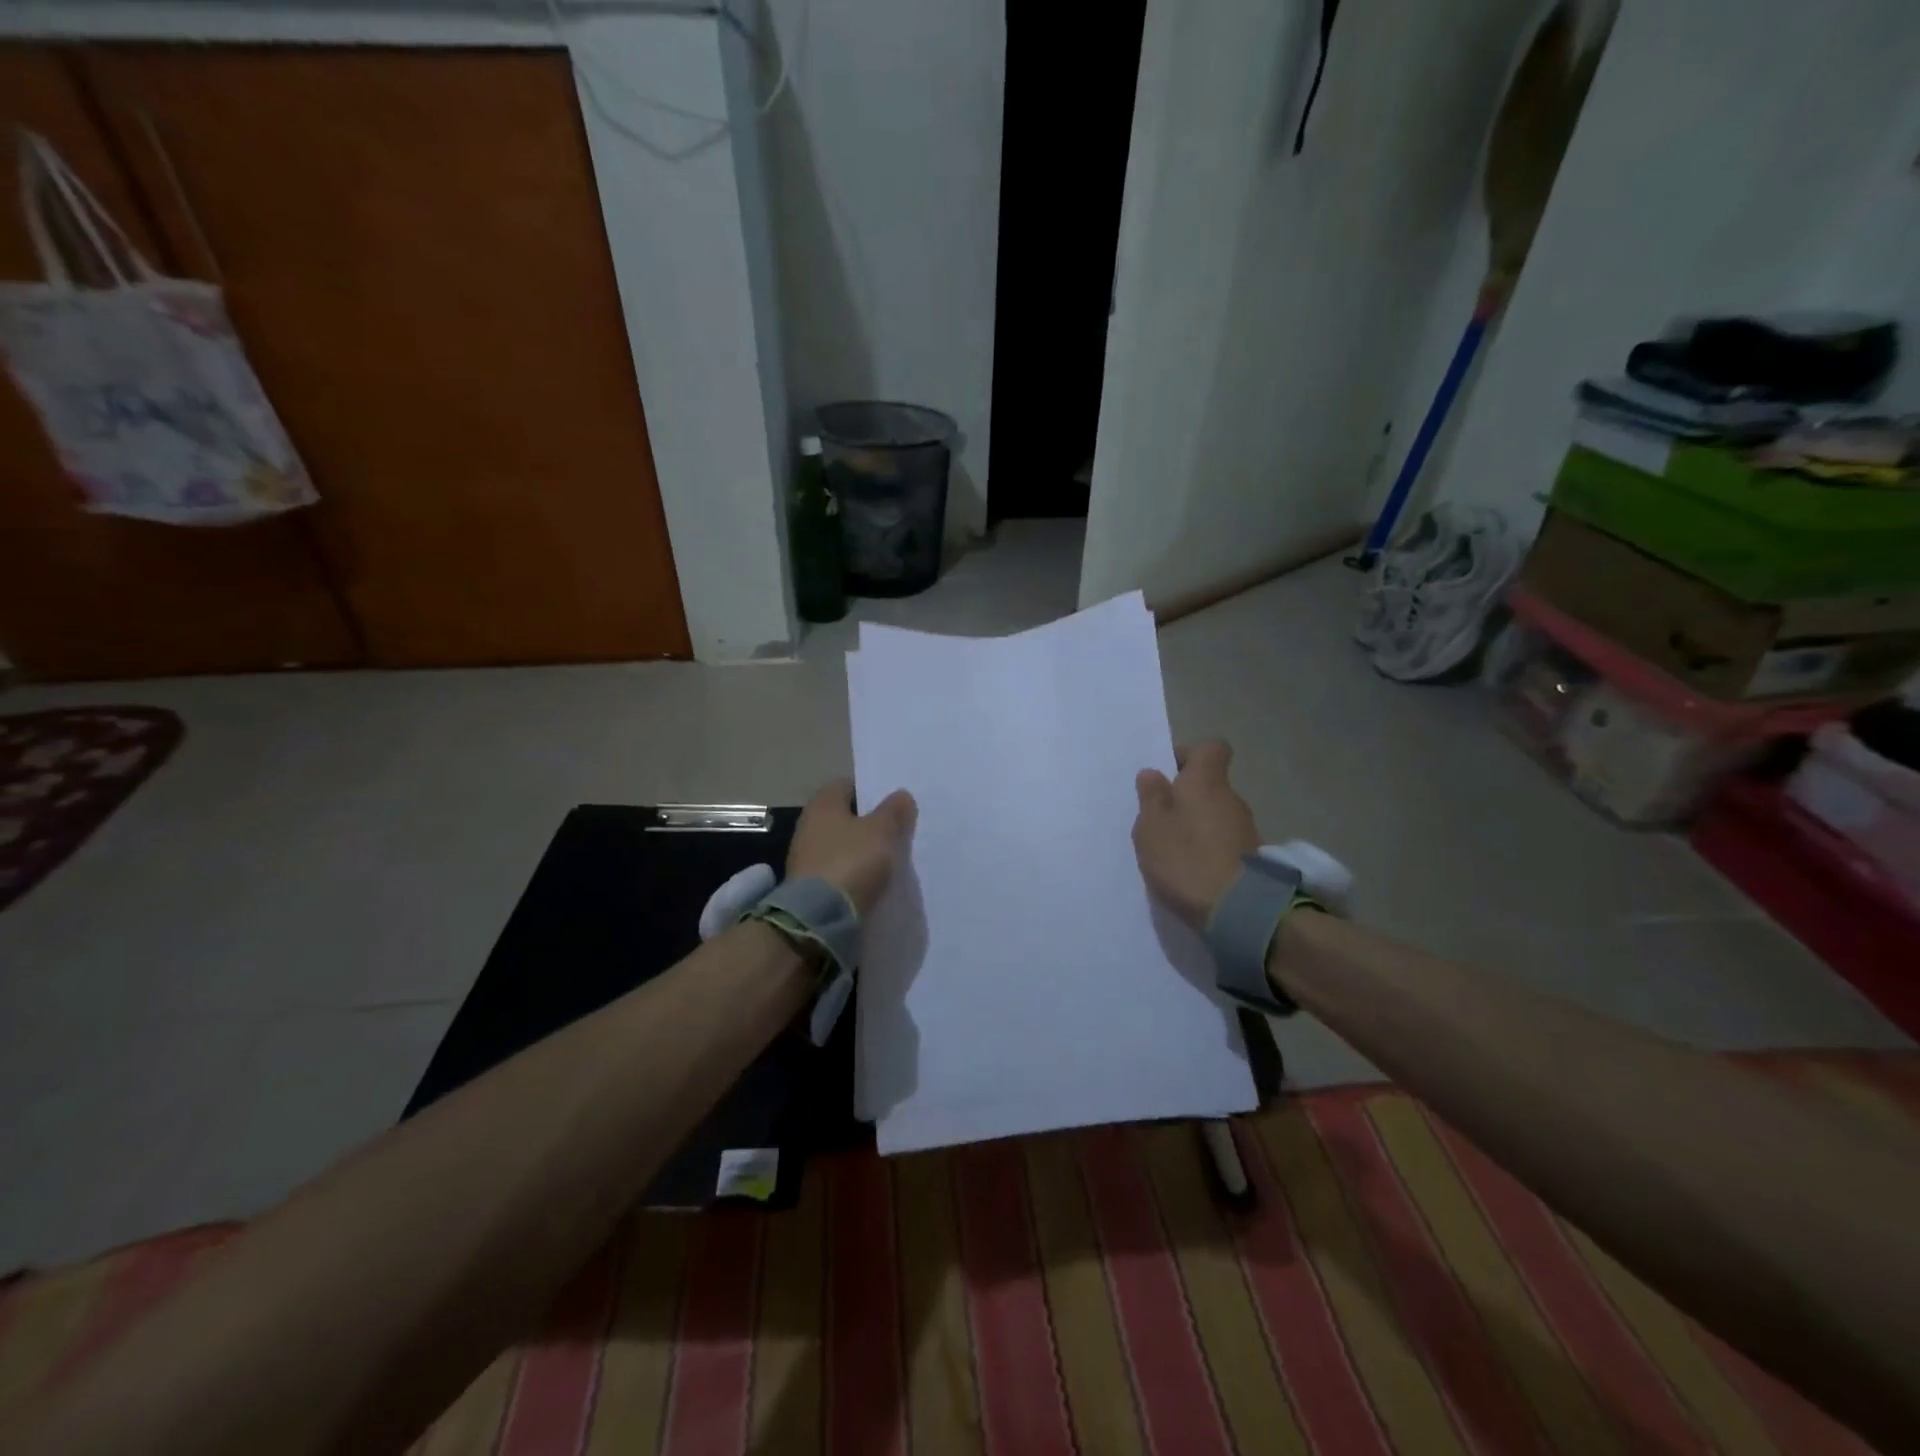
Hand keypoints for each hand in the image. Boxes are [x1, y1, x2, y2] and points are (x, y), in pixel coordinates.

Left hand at [788, 778, 917, 915]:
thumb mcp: (882, 832)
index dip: (871, 791)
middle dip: (868, 823)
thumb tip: (901, 795)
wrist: (818, 919)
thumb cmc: (851, 862)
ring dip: (861, 851)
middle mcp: (808, 826)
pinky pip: (838, 871)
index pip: (847, 785)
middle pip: (844, 817)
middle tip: (896, 831)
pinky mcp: (809, 886)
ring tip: (889, 859)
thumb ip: (893, 812)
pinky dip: (853, 873)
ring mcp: (806, 858)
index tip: (893, 805)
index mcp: (822, 804)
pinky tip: (872, 881)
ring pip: (841, 845)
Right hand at [1132, 739, 1258, 929]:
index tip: (1167, 774)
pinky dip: (1207, 847)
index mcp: (1206, 781)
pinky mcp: (1251, 857)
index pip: (1210, 748)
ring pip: (1215, 813)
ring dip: (1195, 824)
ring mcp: (1245, 828)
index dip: (1188, 755)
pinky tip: (1190, 869)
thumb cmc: (1185, 858)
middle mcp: (1231, 798)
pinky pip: (1223, 840)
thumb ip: (1151, 797)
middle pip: (1210, 784)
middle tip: (1158, 818)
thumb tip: (1153, 773)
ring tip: (1171, 849)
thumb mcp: (1152, 827)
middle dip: (1185, 796)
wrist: (1238, 910)